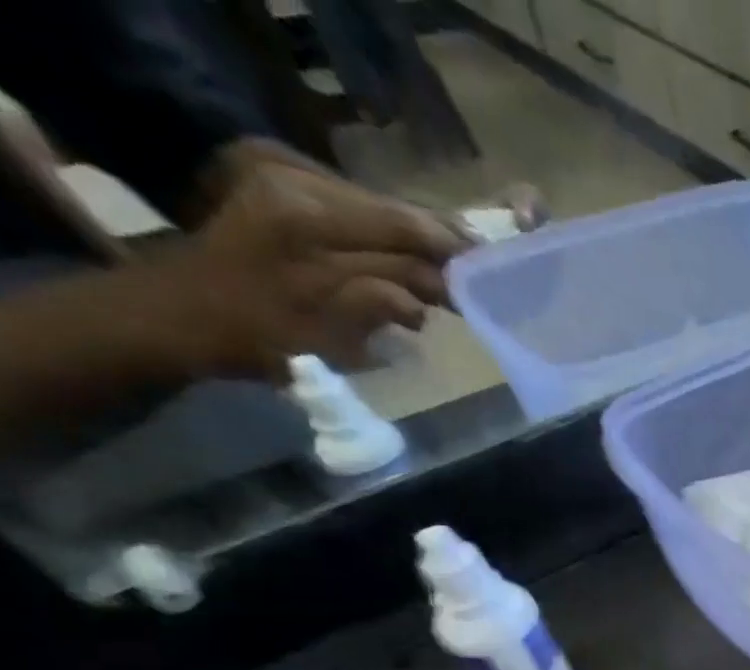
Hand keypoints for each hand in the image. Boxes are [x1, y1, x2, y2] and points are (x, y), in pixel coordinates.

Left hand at [156, 158, 466, 379]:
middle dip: (443, 247)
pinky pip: (357, 210)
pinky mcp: (282, 186)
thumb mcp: (329, 334)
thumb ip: (382, 303)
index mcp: (311, 221)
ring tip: (453, 279)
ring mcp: (287, 180)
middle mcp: (299, 186)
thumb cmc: (256, 335)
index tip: (495, 273)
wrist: (179, 313)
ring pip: (381, 211)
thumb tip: (431, 295)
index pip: (405, 228)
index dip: (454, 251)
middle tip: (482, 278)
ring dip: (419, 246)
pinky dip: (390, 240)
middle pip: (396, 213)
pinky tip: (408, 268)